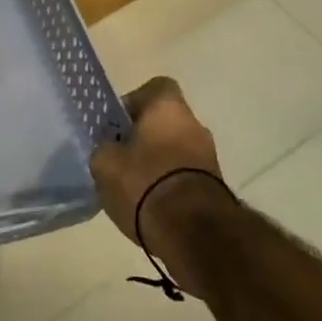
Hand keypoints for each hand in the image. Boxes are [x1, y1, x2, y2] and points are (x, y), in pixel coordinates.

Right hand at [90, 76, 230, 296]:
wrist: (194, 233)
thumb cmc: (145, 183)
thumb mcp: (105, 163)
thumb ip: (105, 148)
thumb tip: (110, 147)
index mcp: (169, 107)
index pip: (156, 87)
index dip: (134, 102)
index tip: (118, 124)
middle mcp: (195, 125)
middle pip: (165, 121)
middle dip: (144, 137)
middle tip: (121, 158)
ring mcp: (209, 157)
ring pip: (176, 150)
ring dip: (158, 163)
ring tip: (134, 187)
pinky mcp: (216, 187)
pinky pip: (185, 176)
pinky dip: (169, 185)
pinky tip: (151, 206)